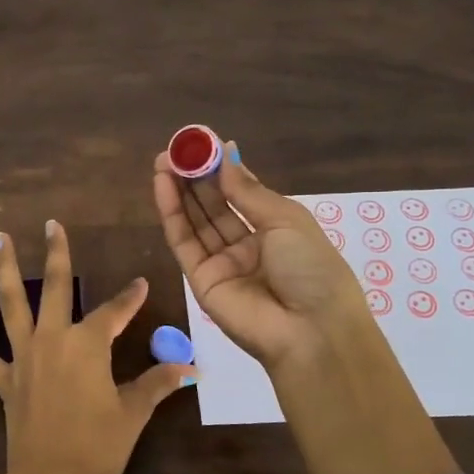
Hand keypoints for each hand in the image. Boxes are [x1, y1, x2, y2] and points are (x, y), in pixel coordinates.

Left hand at [0, 220, 194, 473]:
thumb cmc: (98, 446)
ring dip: (5, 269)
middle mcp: (53, 339)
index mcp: (88, 344)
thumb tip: (191, 369)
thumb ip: (158, 384)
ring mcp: (23, 357)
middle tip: (51, 225)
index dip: (130, 298)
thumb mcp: (133, 413)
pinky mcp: (3, 380)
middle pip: (55, 288)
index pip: (115, 311)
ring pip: (12, 304)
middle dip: (56, 254)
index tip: (141, 283)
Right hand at [151, 140, 366, 370]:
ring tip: (162, 161)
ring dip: (179, 191)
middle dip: (194, 177)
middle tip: (175, 149)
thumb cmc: (311, 268)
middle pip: (214, 206)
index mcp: (276, 229)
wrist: (310, 331)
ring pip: (195, 221)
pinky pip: (184, 242)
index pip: (241, 193)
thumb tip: (227, 154)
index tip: (202, 142)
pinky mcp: (200, 280)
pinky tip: (163, 186)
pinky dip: (172, 214)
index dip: (220, 168)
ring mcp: (222, 263)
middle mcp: (247, 245)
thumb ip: (248, 190)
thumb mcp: (286, 220)